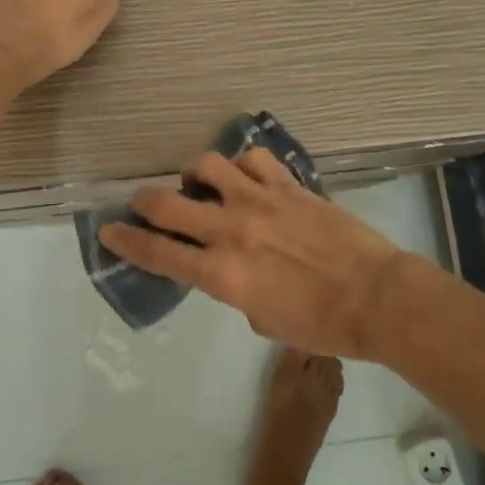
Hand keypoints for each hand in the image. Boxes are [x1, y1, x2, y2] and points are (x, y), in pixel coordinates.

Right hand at [97, 148, 405, 359]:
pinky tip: (245, 176)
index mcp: (221, 274)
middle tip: (142, 204)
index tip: (108, 231)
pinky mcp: (288, 186)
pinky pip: (253, 159)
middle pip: (167, 203)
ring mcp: (260, 201)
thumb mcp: (261, 320)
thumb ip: (233, 290)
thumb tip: (228, 268)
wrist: (375, 298)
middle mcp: (231, 231)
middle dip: (143, 202)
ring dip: (193, 174)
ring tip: (200, 184)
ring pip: (207, 166)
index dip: (126, 241)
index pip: (158, 253)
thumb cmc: (320, 325)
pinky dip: (241, 165)